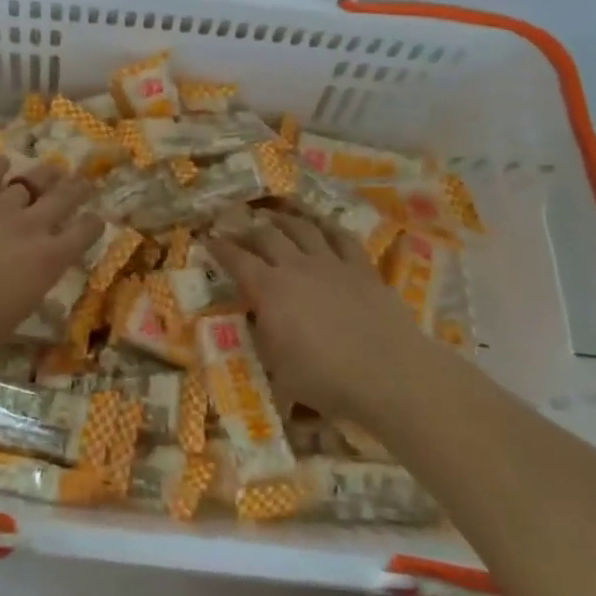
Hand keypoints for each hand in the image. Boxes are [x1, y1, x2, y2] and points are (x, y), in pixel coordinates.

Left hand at [0, 158, 101, 370]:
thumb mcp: (16, 314)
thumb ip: (31, 288)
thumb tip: (35, 280)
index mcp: (50, 260)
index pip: (84, 233)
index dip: (93, 224)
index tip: (96, 218)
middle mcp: (33, 226)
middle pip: (65, 198)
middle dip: (78, 189)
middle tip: (83, 182)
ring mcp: (2, 205)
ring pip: (32, 180)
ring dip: (45, 174)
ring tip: (52, 169)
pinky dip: (0, 167)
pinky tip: (2, 164)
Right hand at [210, 215, 427, 426]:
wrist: (388, 374)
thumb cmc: (325, 379)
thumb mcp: (277, 370)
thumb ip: (262, 339)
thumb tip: (255, 321)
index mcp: (269, 290)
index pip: (237, 260)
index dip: (219, 248)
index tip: (207, 238)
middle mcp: (296, 266)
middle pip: (267, 235)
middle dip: (248, 228)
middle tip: (238, 226)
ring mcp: (331, 263)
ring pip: (302, 228)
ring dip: (284, 219)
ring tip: (274, 216)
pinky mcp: (361, 267)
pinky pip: (341, 237)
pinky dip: (326, 226)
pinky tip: (321, 223)